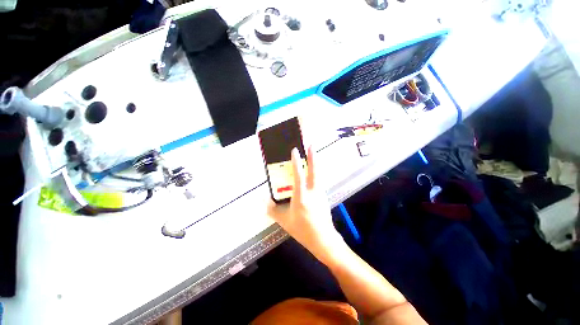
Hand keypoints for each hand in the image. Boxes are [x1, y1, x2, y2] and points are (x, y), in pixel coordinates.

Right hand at [267, 147, 343, 261]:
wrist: (323, 239)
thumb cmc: (303, 230)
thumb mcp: (285, 221)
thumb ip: (273, 210)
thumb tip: (263, 201)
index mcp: (301, 197)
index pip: (298, 175)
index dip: (296, 162)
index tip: (295, 150)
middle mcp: (313, 191)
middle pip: (314, 170)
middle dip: (313, 156)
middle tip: (311, 144)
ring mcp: (320, 193)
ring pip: (318, 174)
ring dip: (315, 163)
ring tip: (312, 154)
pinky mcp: (324, 196)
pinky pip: (319, 181)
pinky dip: (315, 173)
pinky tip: (312, 172)